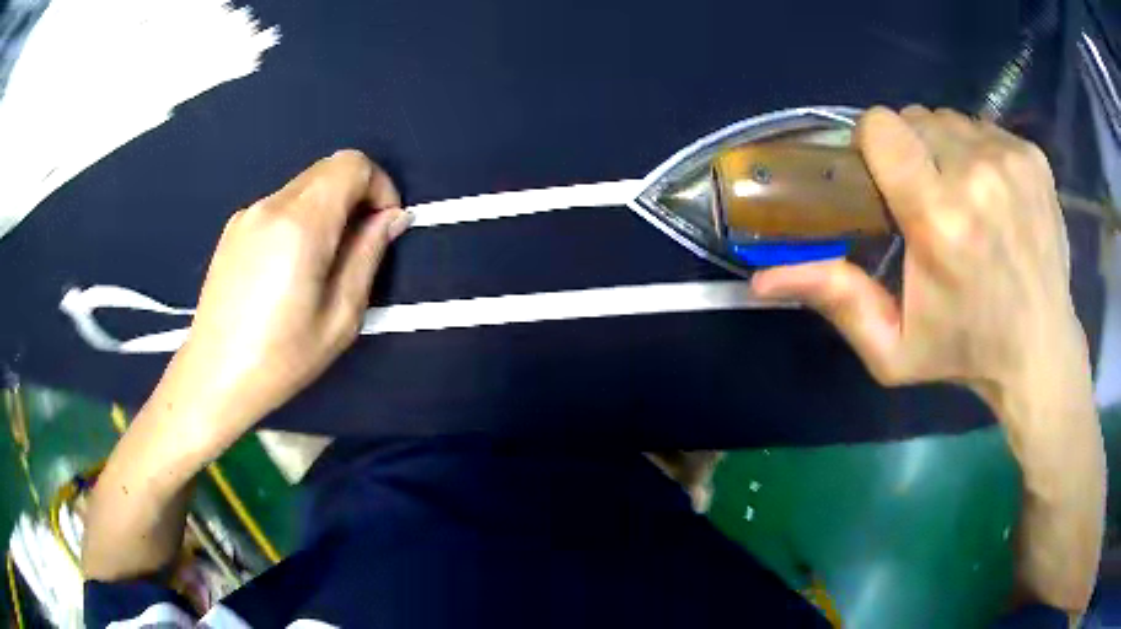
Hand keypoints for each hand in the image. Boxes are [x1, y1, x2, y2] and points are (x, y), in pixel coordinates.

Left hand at [167, 150, 410, 442]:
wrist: (214, 376)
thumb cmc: (281, 358)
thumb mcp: (341, 316)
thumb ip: (368, 255)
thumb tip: (393, 216)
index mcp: (301, 224)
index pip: (352, 164)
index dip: (379, 185)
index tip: (383, 225)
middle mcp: (271, 205)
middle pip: (328, 169)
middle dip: (356, 195)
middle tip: (357, 246)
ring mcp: (247, 214)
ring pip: (304, 186)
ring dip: (327, 208)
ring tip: (321, 264)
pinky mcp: (233, 228)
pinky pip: (280, 205)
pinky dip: (300, 219)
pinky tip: (288, 267)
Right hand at [752, 106, 1087, 415]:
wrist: (1040, 351)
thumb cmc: (965, 352)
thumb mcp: (892, 348)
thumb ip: (836, 300)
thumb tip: (763, 276)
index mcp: (941, 219)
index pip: (882, 126)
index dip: (874, 146)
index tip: (884, 179)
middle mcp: (978, 175)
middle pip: (915, 119)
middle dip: (912, 153)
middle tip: (928, 202)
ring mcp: (1011, 160)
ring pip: (951, 121)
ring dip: (945, 151)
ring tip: (963, 200)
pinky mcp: (1033, 156)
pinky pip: (984, 129)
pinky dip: (978, 153)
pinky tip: (993, 196)